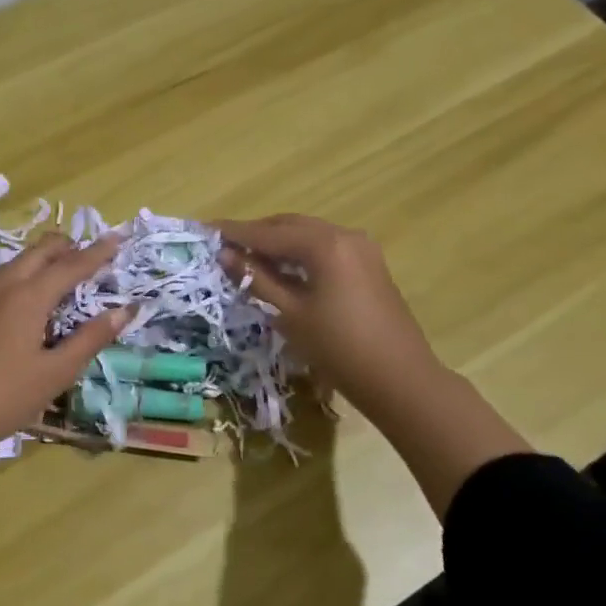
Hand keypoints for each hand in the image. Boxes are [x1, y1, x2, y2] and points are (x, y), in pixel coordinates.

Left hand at [0, 234, 130, 515]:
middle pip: (39, 252)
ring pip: (16, 262)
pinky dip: (21, 274)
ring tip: (60, 270)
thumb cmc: (3, 397)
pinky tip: (22, 295)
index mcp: (28, 296)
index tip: (117, 239)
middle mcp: (2, 285)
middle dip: (67, 246)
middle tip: (90, 253)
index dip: (97, 252)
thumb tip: (125, 311)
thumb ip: (90, 338)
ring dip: (41, 259)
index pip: (71, 265)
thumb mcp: (55, 373)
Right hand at [213, 215, 439, 405]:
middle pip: (290, 225)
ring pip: (308, 235)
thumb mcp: (290, 314)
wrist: (400, 380)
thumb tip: (226, 255)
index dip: (235, 232)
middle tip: (225, 245)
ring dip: (278, 243)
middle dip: (257, 234)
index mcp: (324, 244)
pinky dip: (299, 253)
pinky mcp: (368, 265)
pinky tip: (281, 268)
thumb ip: (256, 279)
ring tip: (247, 257)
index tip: (205, 229)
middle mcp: (344, 235)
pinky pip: (324, 248)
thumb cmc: (339, 348)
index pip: (269, 232)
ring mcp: (361, 249)